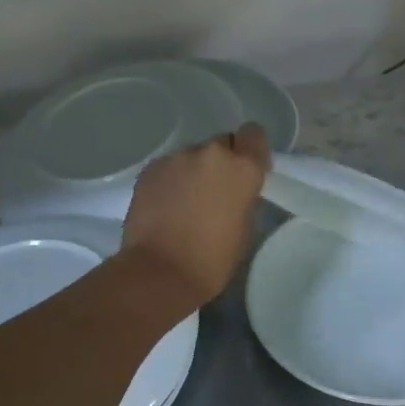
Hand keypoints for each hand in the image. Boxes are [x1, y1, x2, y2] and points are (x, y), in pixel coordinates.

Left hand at [121, 124, 270, 311]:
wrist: (161, 271)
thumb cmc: (214, 259)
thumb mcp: (246, 228)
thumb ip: (244, 197)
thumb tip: (233, 190)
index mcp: (243, 168)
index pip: (254, 134)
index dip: (251, 150)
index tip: (247, 170)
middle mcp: (211, 153)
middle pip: (222, 144)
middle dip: (221, 163)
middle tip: (214, 192)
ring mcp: (177, 158)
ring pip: (192, 156)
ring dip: (194, 172)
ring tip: (185, 202)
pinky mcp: (150, 169)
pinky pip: (169, 167)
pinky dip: (171, 181)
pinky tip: (166, 206)